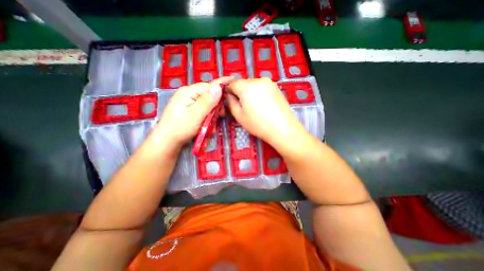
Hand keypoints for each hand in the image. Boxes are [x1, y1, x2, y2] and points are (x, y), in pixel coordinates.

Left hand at [153, 76, 231, 147]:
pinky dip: (207, 117)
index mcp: (188, 92)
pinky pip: (202, 110)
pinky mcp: (188, 110)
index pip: (209, 86)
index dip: (221, 85)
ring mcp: (188, 102)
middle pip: (209, 95)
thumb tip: (218, 86)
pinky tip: (207, 125)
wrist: (167, 141)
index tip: (233, 80)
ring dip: (212, 113)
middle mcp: (188, 94)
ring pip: (207, 104)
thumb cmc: (181, 128)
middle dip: (217, 105)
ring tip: (212, 124)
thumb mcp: (196, 115)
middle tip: (221, 115)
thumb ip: (208, 101)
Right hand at [226, 78, 300, 146]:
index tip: (233, 102)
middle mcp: (258, 80)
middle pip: (244, 83)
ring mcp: (269, 82)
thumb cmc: (258, 124)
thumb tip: (229, 95)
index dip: (230, 92)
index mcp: (247, 87)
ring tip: (256, 106)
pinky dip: (260, 93)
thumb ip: (230, 102)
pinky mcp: (276, 87)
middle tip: (245, 106)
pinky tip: (264, 104)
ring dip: (251, 92)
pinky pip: (262, 87)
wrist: (283, 128)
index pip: (232, 83)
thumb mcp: (239, 116)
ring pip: (253, 85)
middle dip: (241, 92)